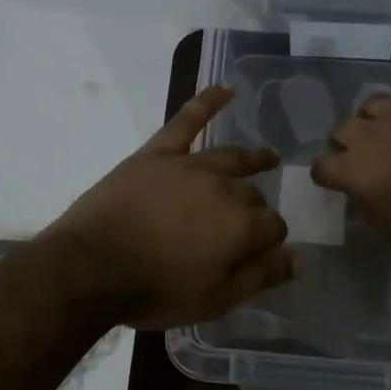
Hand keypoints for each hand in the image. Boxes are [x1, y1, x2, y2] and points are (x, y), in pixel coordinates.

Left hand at [46, 86, 294, 329]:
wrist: (90, 268)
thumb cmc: (154, 291)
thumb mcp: (213, 300)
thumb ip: (259, 277)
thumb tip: (300, 259)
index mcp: (241, 227)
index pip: (273, 227)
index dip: (270, 241)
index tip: (260, 252)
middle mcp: (224, 189)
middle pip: (252, 195)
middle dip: (256, 208)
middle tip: (247, 223)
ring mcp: (190, 167)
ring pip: (231, 158)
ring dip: (253, 158)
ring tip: (266, 157)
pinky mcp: (157, 154)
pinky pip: (186, 121)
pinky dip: (207, 103)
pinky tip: (225, 89)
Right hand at [310, 65, 390, 256]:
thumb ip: (370, 208)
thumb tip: (363, 194)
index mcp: (355, 171)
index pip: (322, 167)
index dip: (326, 174)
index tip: (333, 180)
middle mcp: (369, 135)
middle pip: (341, 127)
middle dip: (345, 140)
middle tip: (360, 152)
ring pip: (372, 101)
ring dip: (373, 115)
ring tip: (385, 125)